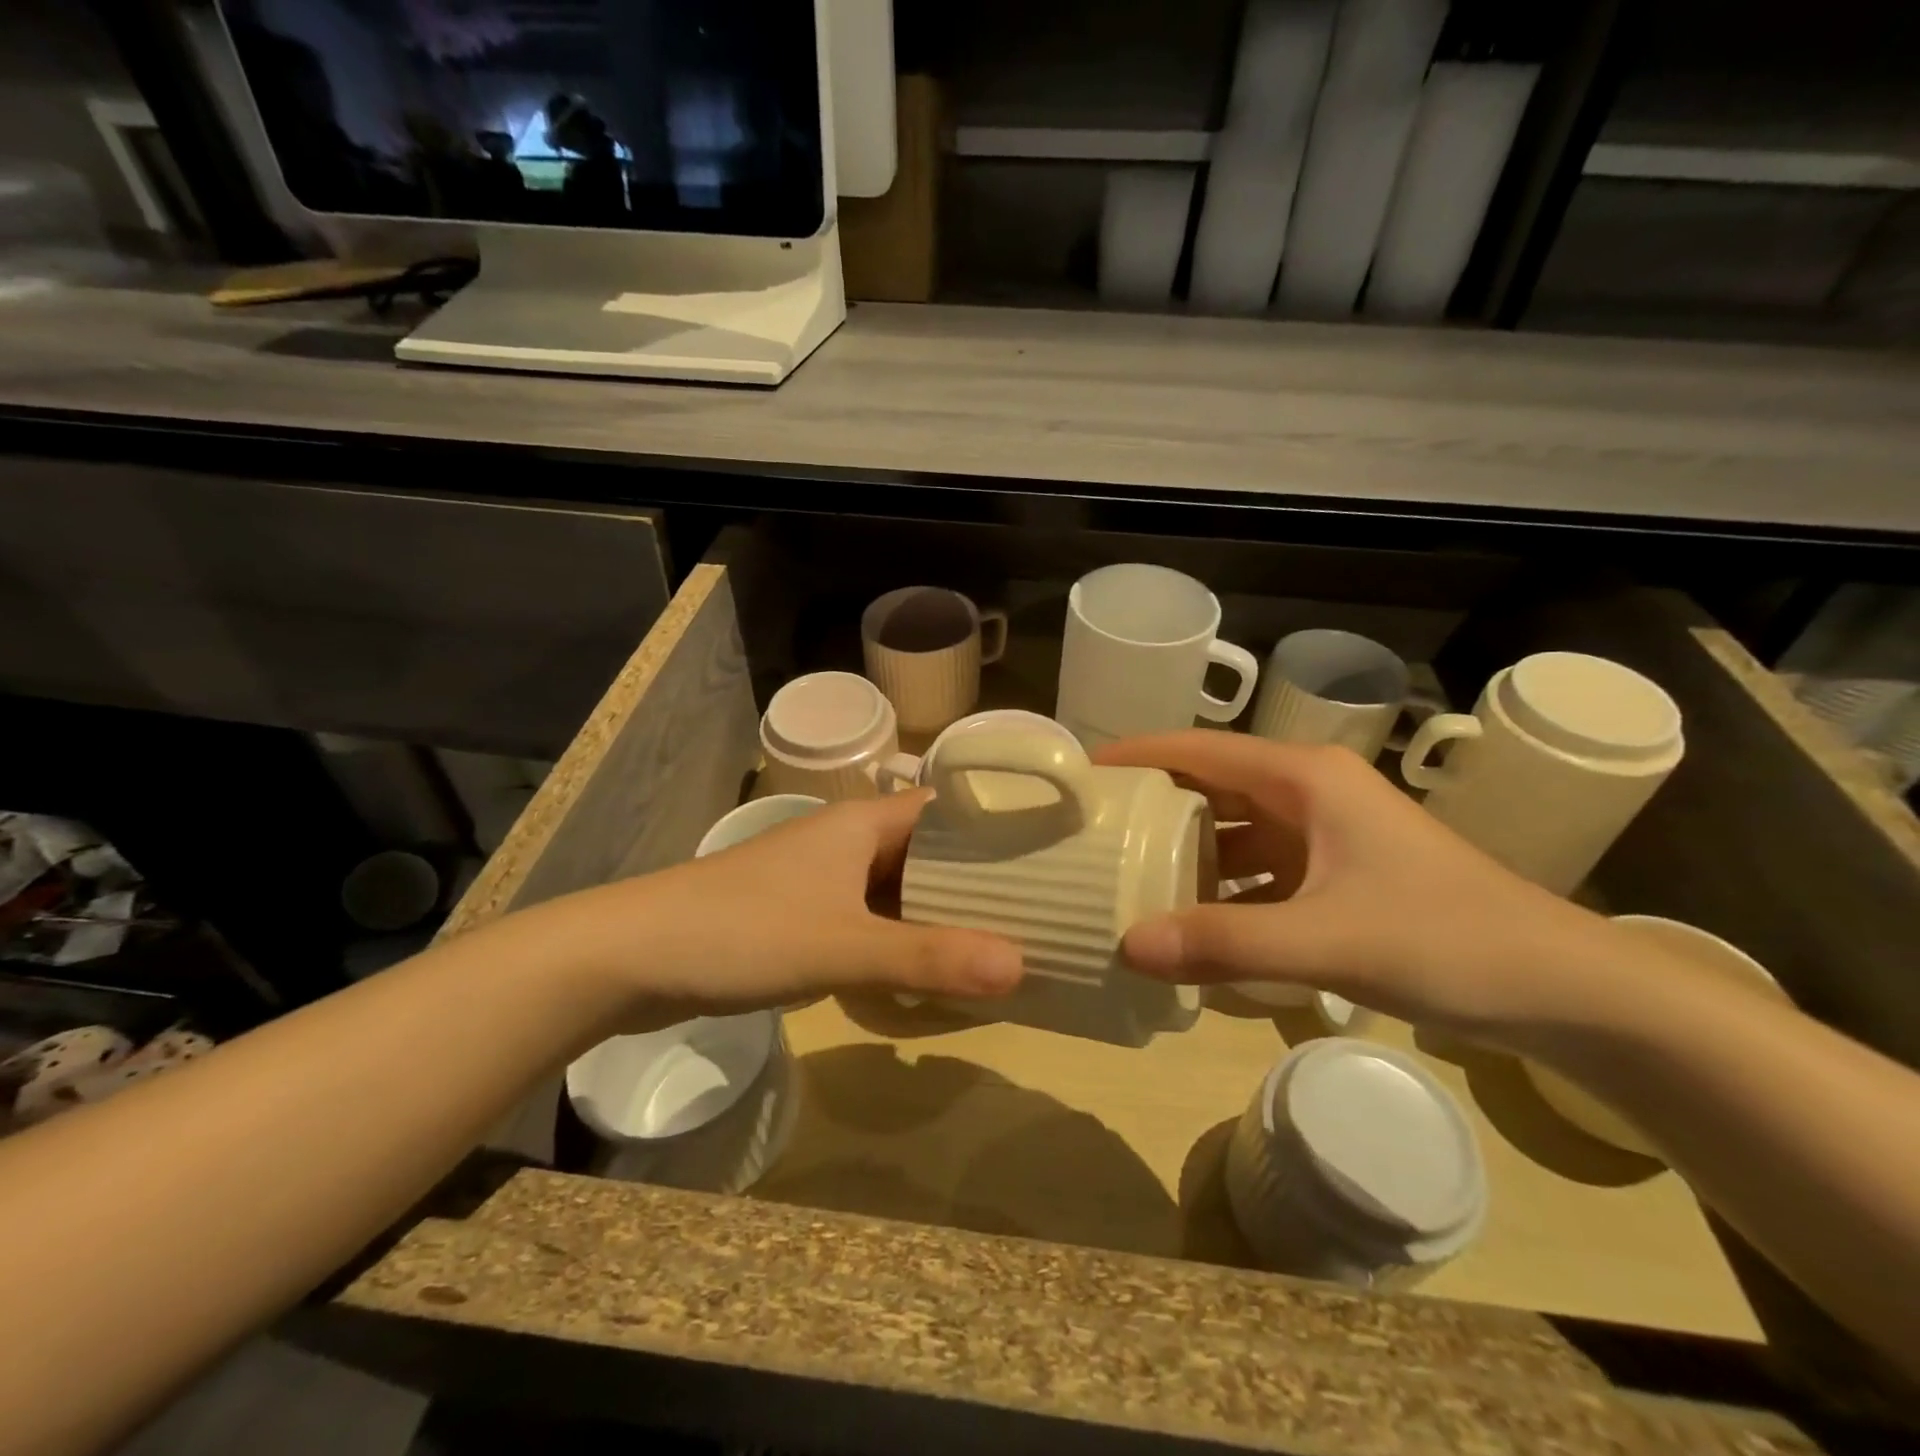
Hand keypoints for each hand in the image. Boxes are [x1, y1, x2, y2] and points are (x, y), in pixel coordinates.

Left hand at [543, 791, 1023, 1025]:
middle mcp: (849, 841)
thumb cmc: (744, 931)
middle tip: (1038, 916)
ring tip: (998, 948)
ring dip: (939, 918)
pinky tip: (925, 975)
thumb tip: (1020, 966)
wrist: (635, 955)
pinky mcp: (804, 914)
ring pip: (900, 891)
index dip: (999, 828)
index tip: (1052, 855)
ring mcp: (824, 879)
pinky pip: (870, 921)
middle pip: (931, 855)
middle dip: (977, 885)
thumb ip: (928, 958)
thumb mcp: (843, 946)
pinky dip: (900, 942)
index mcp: (865, 823)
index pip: (950, 811)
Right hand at [1094, 731, 1619, 1039]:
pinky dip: (1223, 889)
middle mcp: (1310, 793)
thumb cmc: (1448, 940)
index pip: (1200, 749)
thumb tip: (1127, 946)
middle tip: (1091, 831)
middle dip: (1153, 805)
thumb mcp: (1327, 940)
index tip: (1081, 774)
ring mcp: (1326, 834)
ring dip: (1186, 851)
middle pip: (1211, 786)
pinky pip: (1259, 870)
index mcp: (1304, 778)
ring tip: (1124, 874)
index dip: (1139, 755)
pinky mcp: (1338, 874)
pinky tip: (1191, 921)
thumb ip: (1224, 943)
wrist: (1566, 990)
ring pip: (1234, 830)